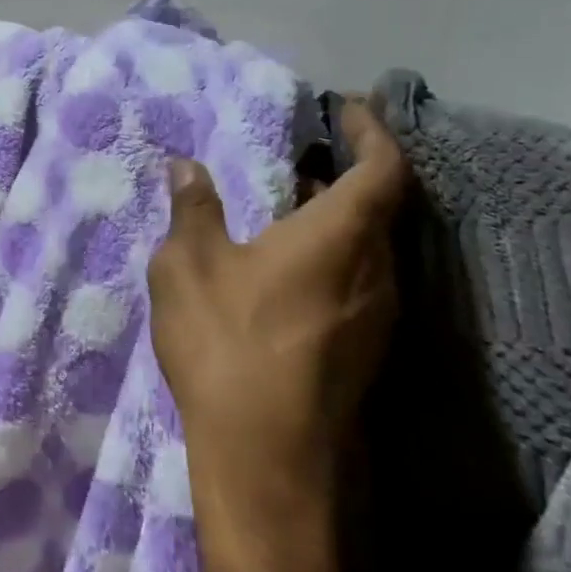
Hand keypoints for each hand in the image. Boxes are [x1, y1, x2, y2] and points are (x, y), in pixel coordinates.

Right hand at [147, 96, 407, 571]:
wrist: (266, 464)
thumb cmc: (228, 346)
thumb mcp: (189, 265)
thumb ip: (193, 209)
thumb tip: (186, 165)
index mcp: (341, 238)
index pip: (384, 169)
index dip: (373, 131)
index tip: (349, 107)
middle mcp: (376, 272)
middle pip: (381, 207)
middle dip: (349, 171)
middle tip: (305, 151)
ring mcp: (377, 318)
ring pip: (369, 247)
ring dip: (337, 215)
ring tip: (287, 200)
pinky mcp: (364, 352)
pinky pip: (358, 280)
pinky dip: (331, 252)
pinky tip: (283, 263)